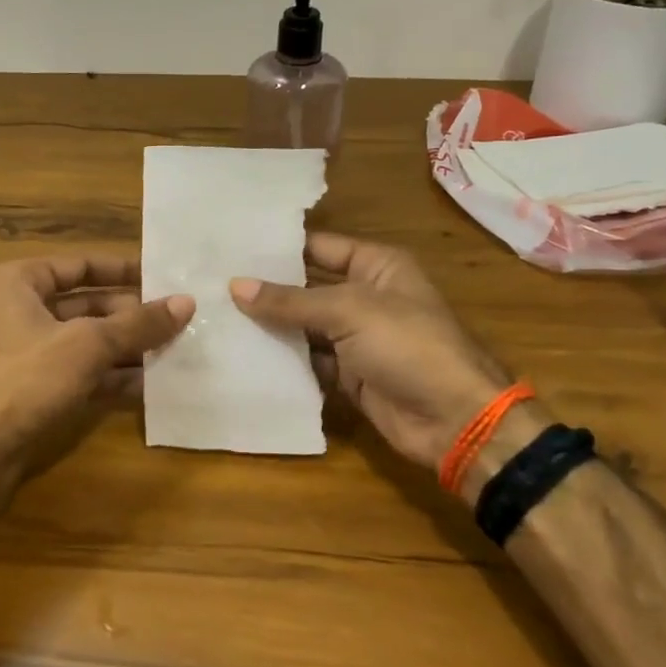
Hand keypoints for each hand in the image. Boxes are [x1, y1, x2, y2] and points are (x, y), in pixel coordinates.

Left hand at [0, 253, 192, 484]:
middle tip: (178, 322)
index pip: (81, 265)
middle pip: (87, 305)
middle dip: (131, 317)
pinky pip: (79, 374)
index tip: (162, 278)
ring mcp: (25, 354)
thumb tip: (186, 302)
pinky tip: (147, 386)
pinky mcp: (32, 391)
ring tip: (173, 353)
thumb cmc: (24, 380)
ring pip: (86, 343)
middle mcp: (20, 312)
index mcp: (20, 283)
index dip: (122, 270)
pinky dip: (110, 378)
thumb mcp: (88, 344)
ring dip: (126, 349)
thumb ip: (138, 324)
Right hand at [230, 232, 518, 470]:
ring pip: (304, 325)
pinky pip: (308, 360)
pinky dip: (282, 360)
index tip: (232, 247)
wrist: (453, 419)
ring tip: (216, 316)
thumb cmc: (408, 346)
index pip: (319, 247)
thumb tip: (236, 286)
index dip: (279, 248)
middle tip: (213, 283)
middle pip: (307, 287)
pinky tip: (243, 355)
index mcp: (377, 266)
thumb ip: (291, 301)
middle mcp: (365, 296)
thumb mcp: (349, 311)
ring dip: (269, 325)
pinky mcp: (348, 374)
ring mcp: (356, 338)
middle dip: (267, 288)